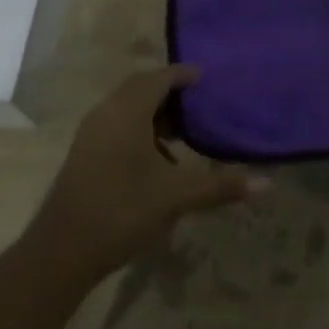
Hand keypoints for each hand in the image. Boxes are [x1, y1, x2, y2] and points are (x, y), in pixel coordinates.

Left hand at [30, 66, 262, 280]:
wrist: (61, 253)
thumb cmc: (122, 211)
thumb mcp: (177, 197)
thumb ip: (221, 185)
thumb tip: (267, 184)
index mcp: (127, 112)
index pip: (159, 78)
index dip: (184, 75)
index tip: (208, 79)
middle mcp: (106, 114)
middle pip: (141, 88)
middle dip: (170, 92)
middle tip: (200, 104)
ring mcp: (91, 134)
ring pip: (127, 108)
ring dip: (154, 113)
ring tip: (183, 134)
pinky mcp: (84, 154)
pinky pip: (117, 125)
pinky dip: (140, 130)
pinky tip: (158, 161)